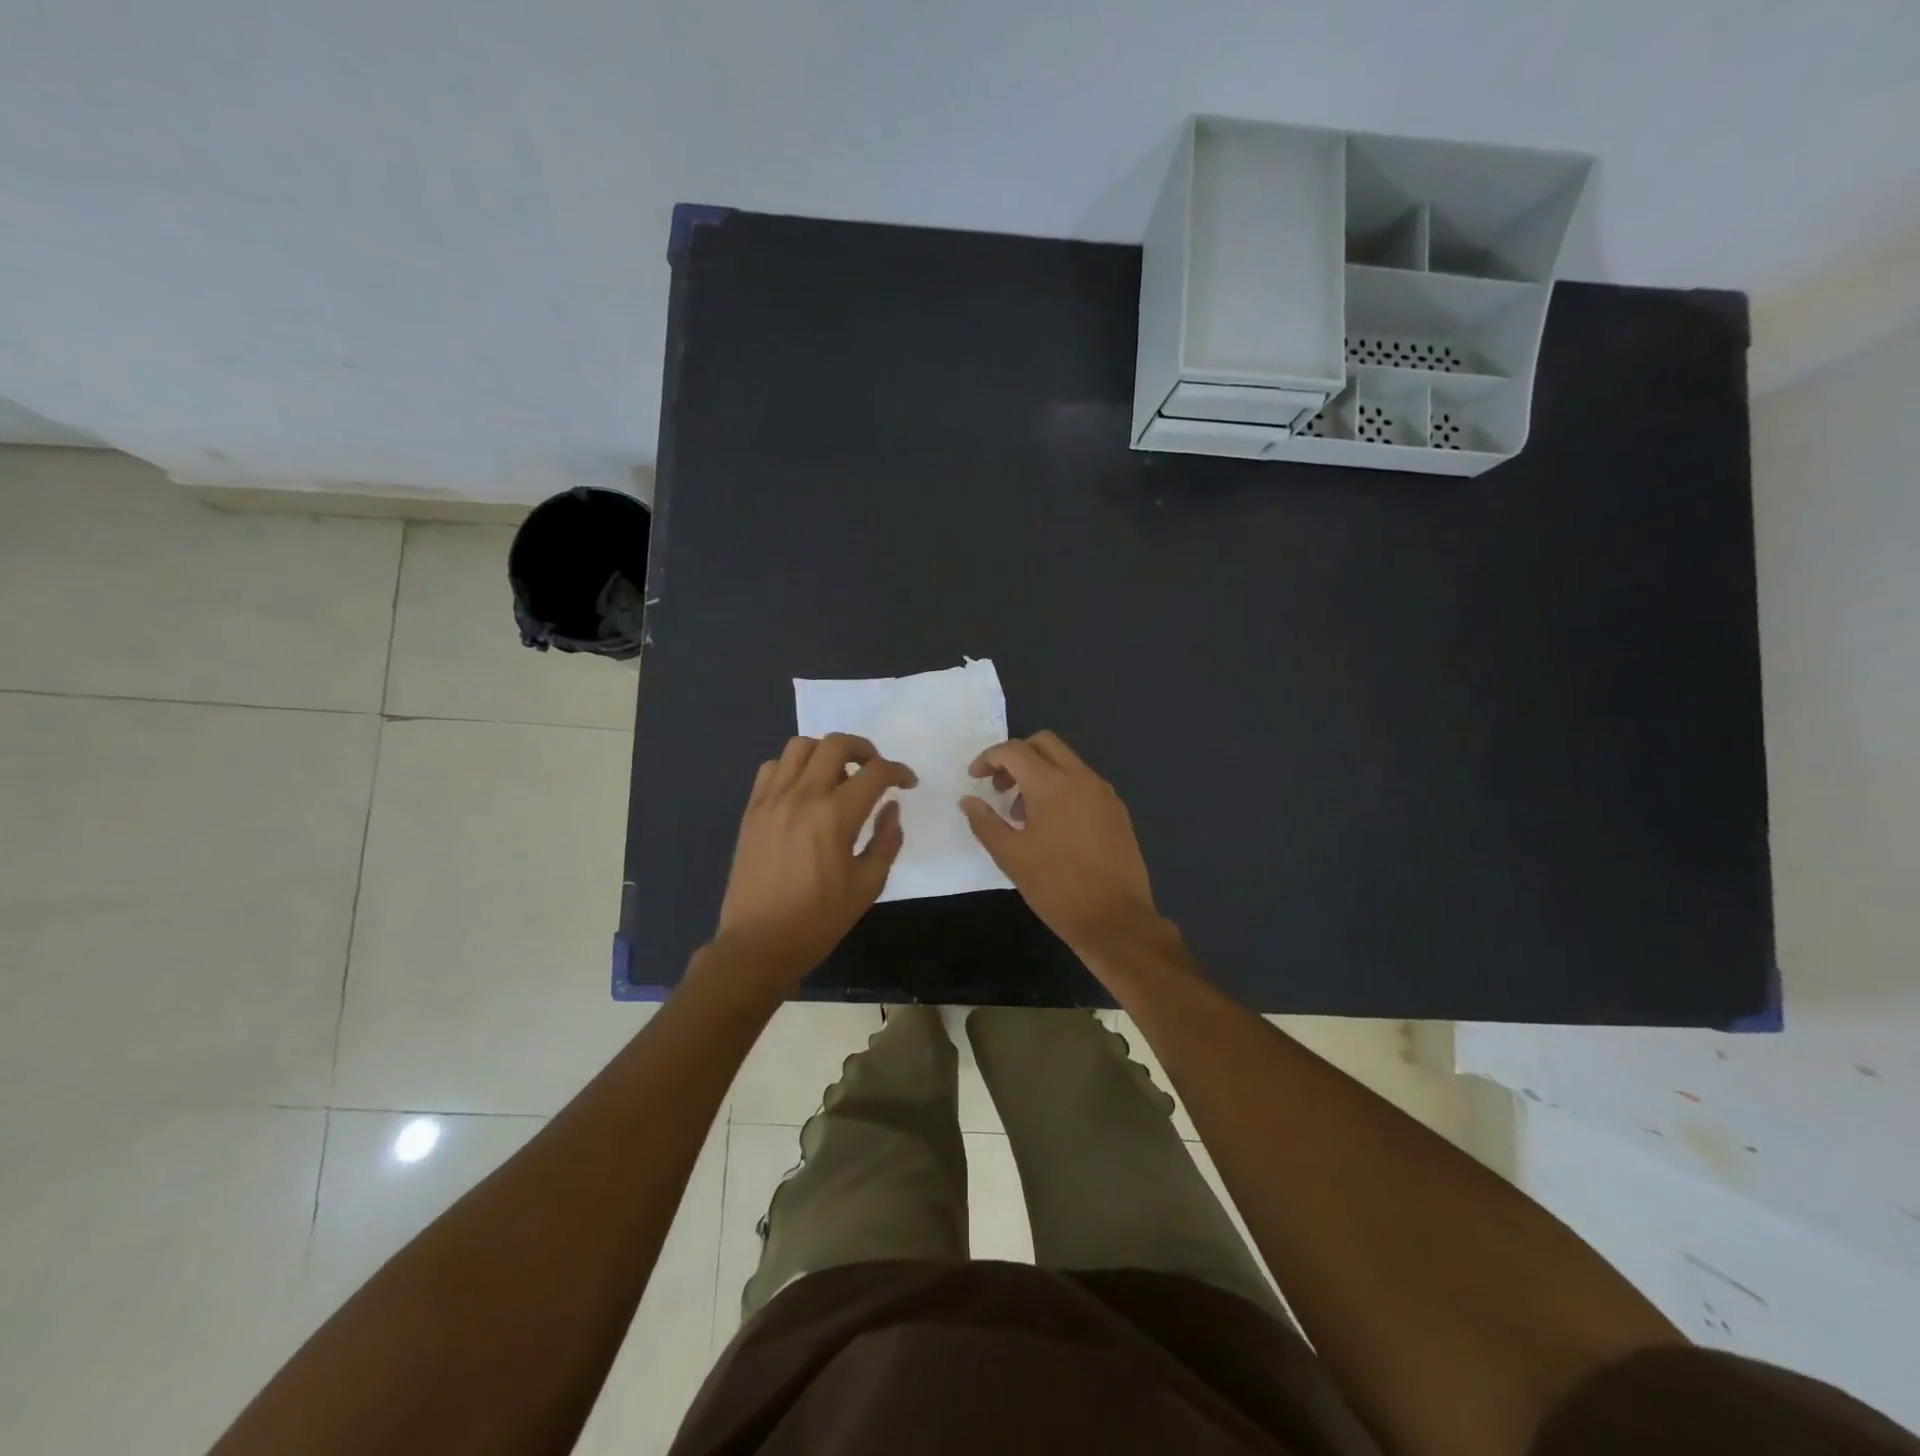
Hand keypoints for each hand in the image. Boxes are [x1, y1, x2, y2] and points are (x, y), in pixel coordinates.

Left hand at [712, 734, 915, 993]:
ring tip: (838, 775)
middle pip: (836, 743)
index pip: (875, 772)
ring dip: (826, 752)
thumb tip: (891, 808)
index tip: (908, 782)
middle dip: (864, 749)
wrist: (758, 943)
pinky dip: (793, 767)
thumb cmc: (819, 919)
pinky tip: (804, 789)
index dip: (899, 771)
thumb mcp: (867, 885)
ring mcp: (772, 799)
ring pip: (800, 746)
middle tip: (875, 769)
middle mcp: (802, 796)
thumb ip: (886, 840)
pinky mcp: (752, 809)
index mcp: (835, 816)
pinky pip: (772, 767)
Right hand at [959, 731, 1160, 953]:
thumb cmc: (1056, 886)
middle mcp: (1082, 778)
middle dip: (1016, 757)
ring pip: (1067, 763)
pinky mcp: (1117, 812)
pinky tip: (1053, 827)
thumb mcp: (1010, 856)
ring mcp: (1104, 793)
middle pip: (1045, 744)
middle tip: (1000, 787)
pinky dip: (1062, 789)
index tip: (974, 778)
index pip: (1014, 750)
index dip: (988, 758)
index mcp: (1052, 784)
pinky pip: (1084, 784)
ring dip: (1040, 774)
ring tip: (1022, 815)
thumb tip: (968, 800)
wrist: (1115, 919)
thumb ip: (984, 822)